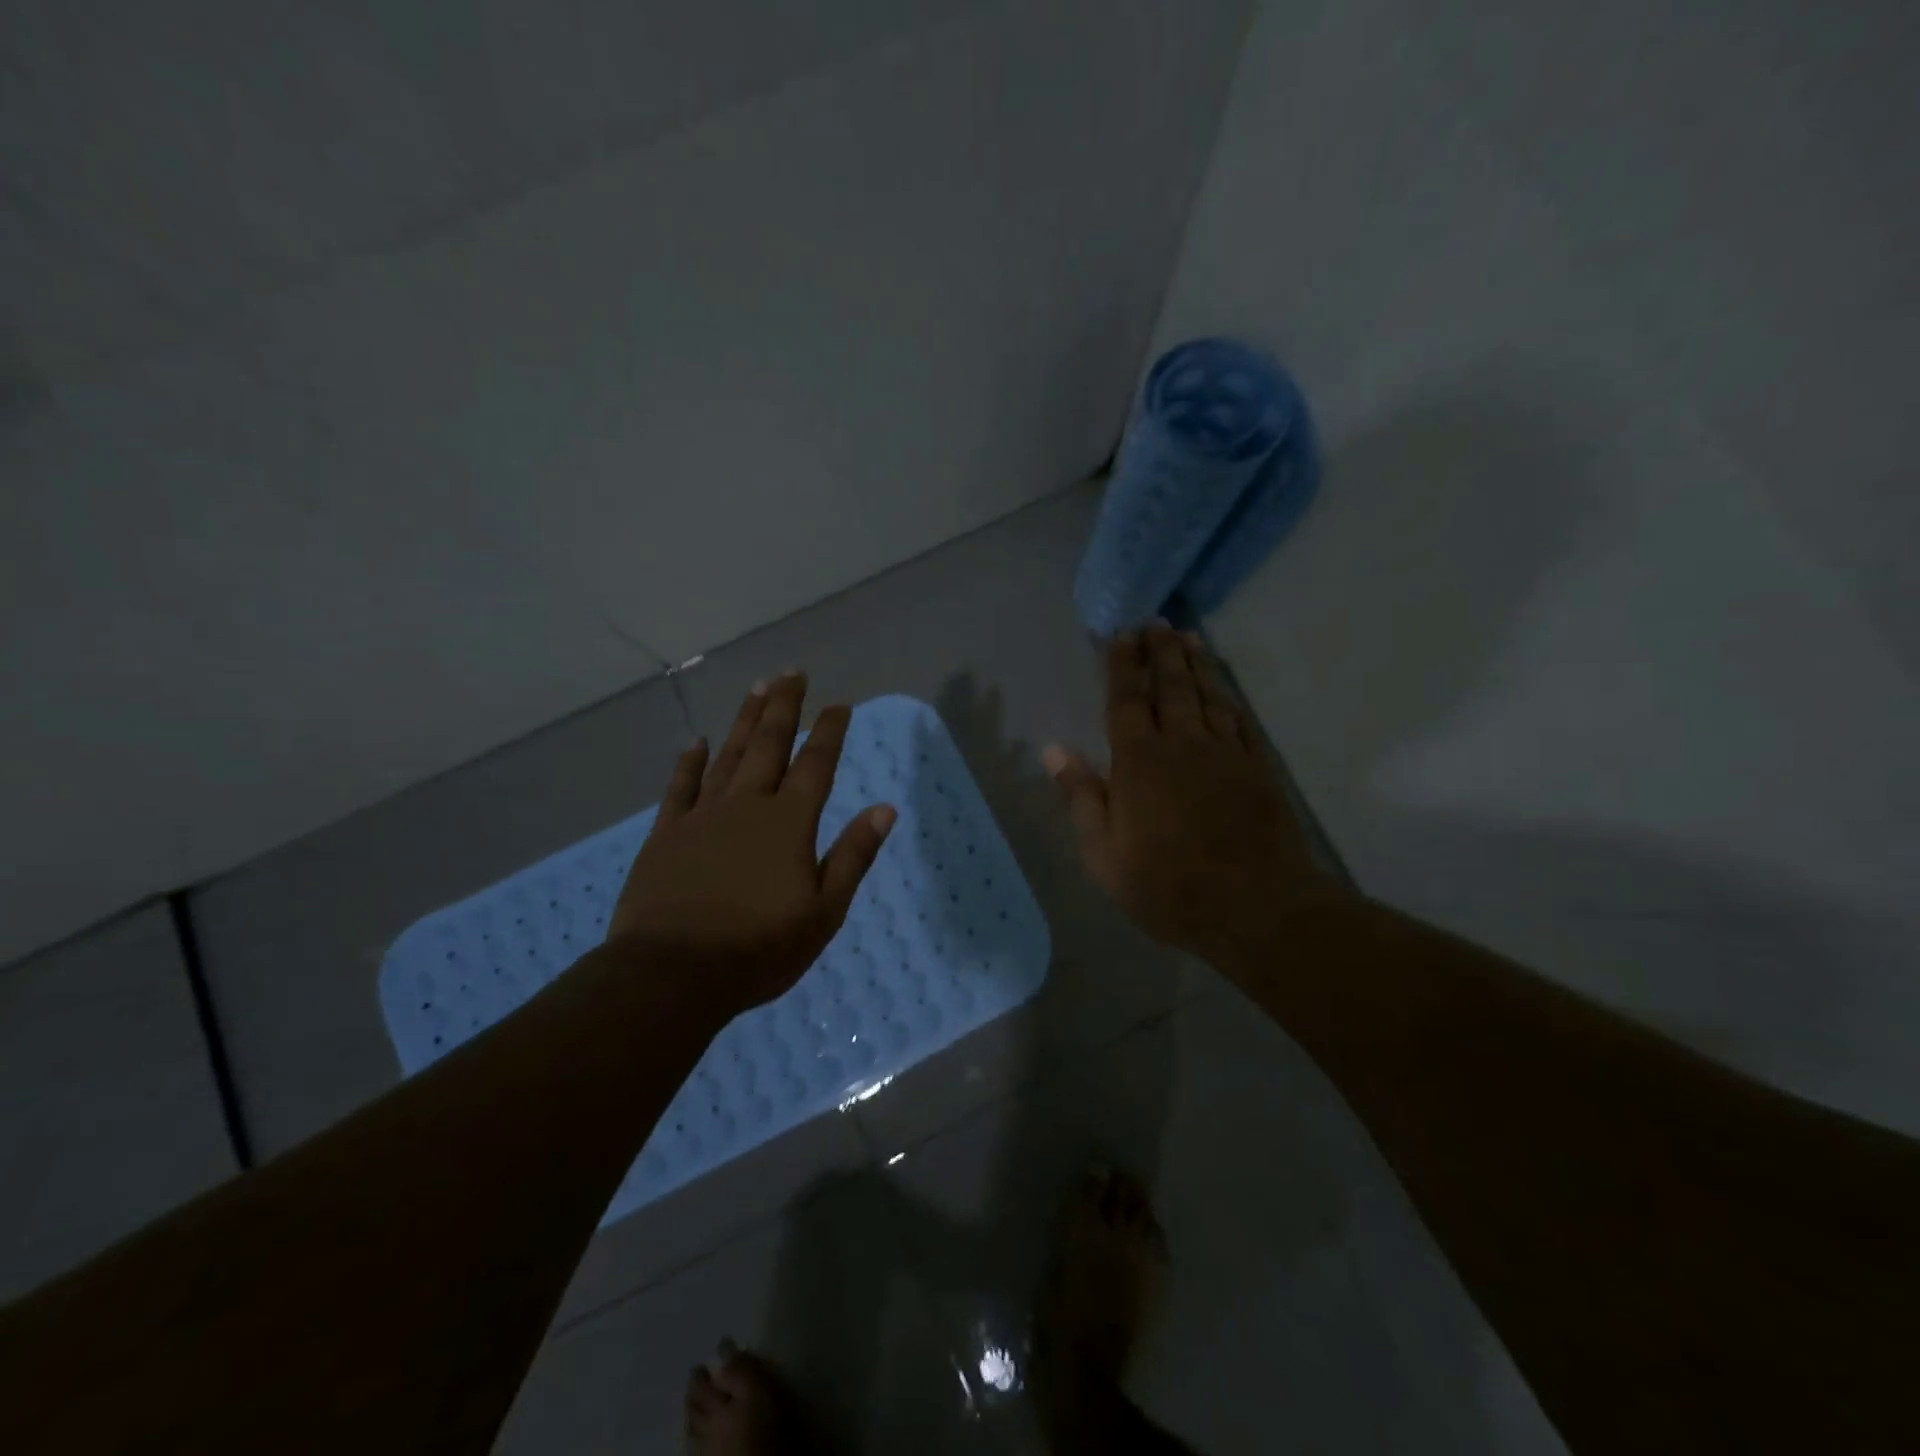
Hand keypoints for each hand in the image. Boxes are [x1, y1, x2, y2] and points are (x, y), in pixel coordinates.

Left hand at [608, 673, 896, 1017]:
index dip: (829, 731)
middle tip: (792, 673)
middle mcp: (747, 805)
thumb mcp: (824, 911)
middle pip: (769, 744)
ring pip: (727, 756)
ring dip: (743, 721)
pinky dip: (689, 763)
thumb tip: (885, 809)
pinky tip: (695, 742)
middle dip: (783, 707)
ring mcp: (702, 816)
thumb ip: (853, 855)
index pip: (816, 764)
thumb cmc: (759, 948)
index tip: (839, 703)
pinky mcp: (666, 834)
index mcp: (788, 823)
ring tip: (756, 688)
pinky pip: (680, 787)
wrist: (673, 974)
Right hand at [1043, 624, 1331, 960]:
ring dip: (1196, 665)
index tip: (1120, 635)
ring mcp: (1226, 754)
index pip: (1126, 701)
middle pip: (1170, 687)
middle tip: (1156, 622)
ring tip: (1187, 638)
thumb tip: (1053, 750)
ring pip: (1208, 697)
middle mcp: (1183, 745)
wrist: (1255, 907)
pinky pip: (1241, 722)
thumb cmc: (1166, 885)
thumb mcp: (1104, 854)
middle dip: (1160, 652)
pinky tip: (1225, 690)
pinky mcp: (1258, 769)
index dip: (1122, 665)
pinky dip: (1229, 700)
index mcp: (1139, 762)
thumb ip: (1081, 797)